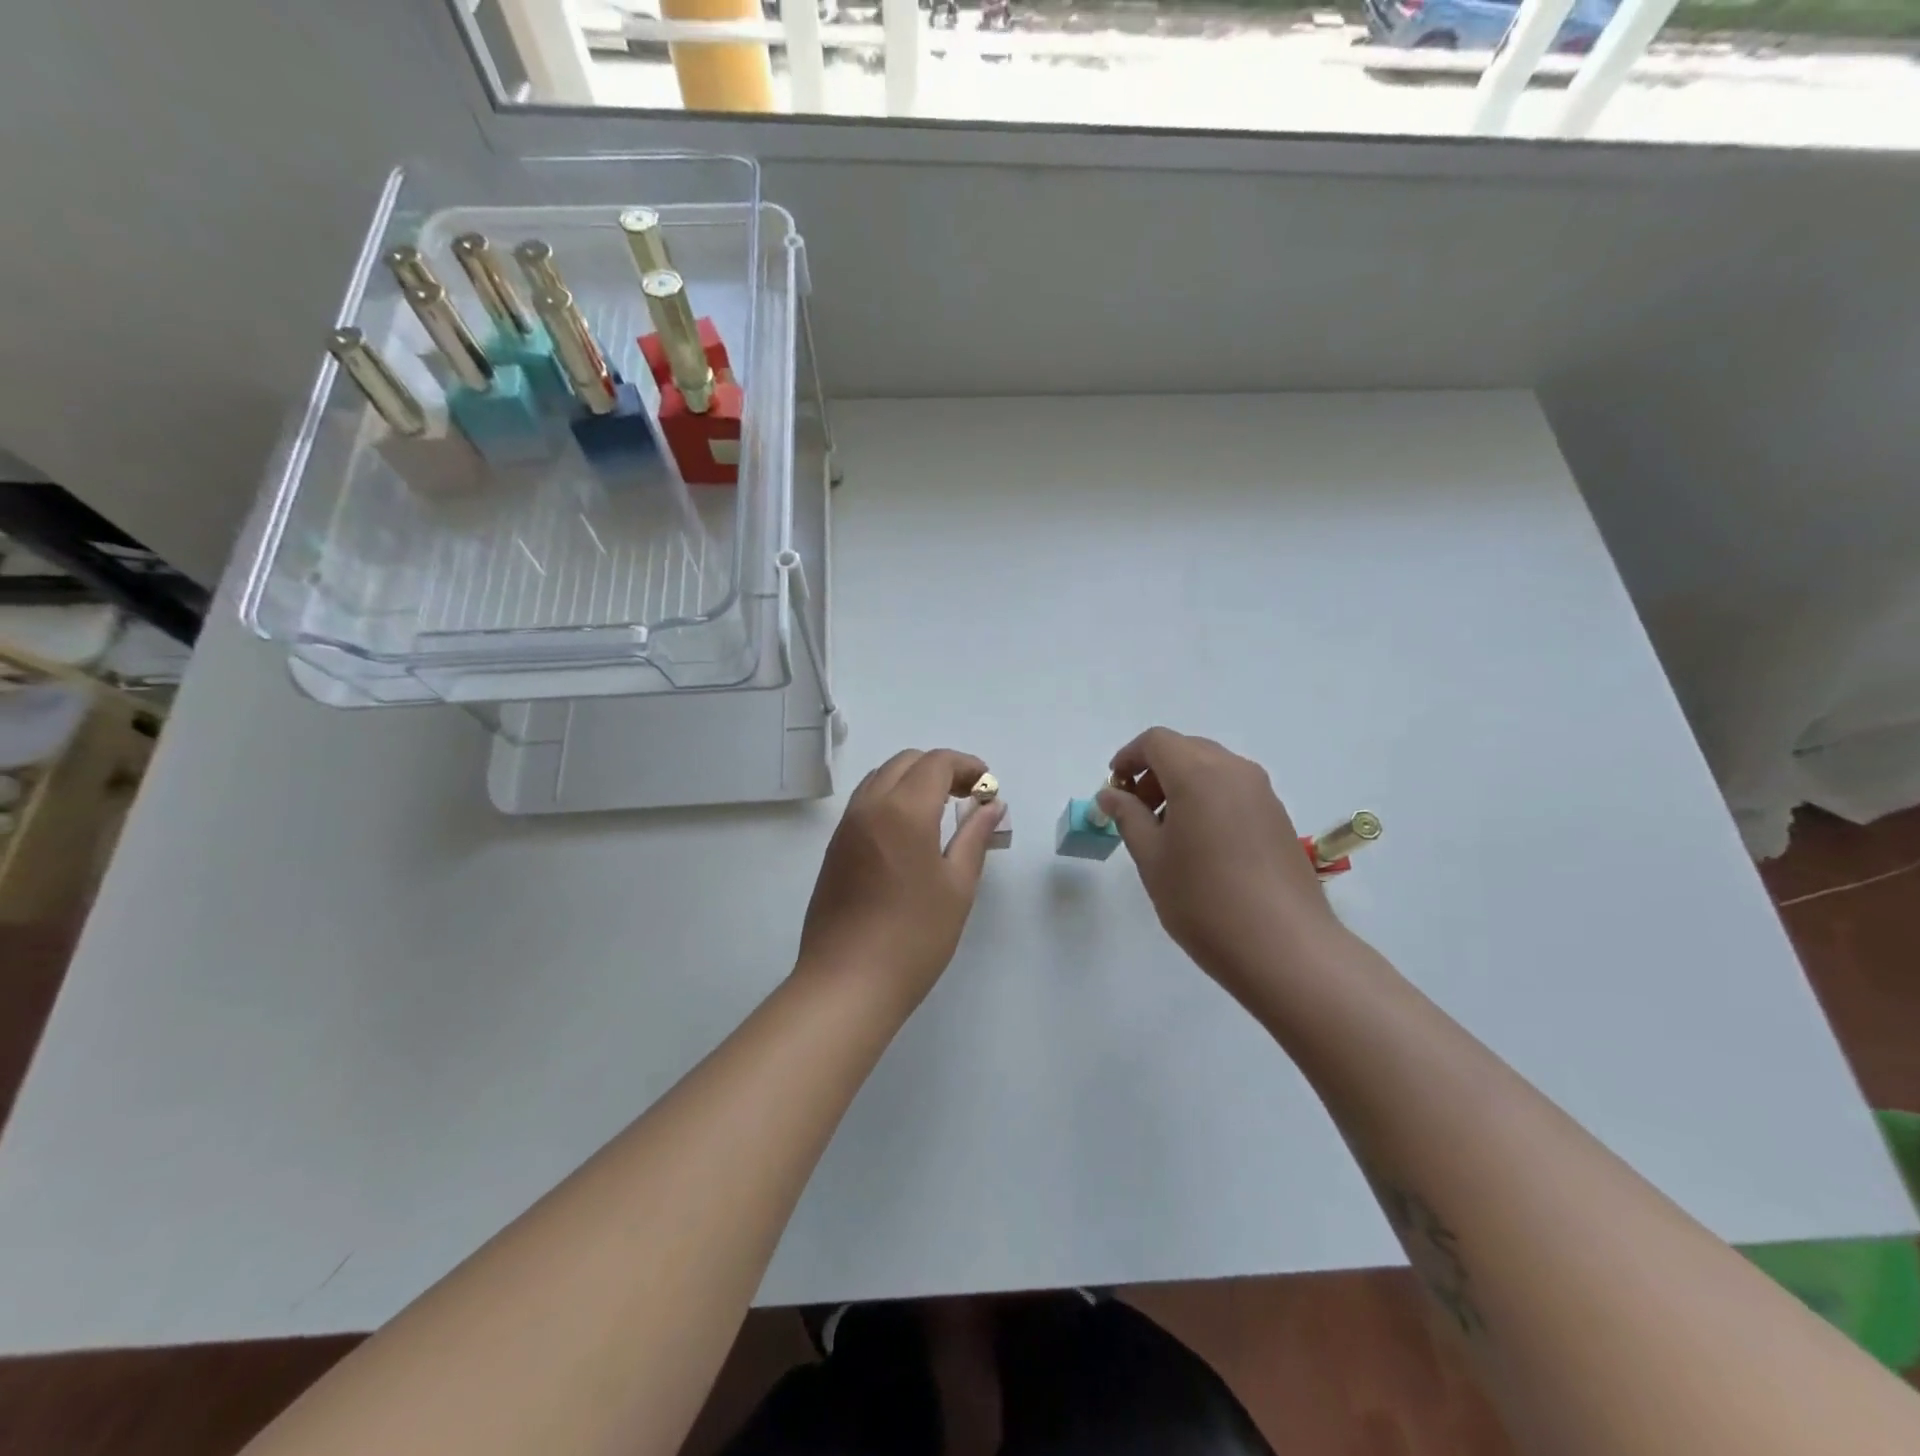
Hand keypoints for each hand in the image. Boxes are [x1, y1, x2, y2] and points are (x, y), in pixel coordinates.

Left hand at [796, 749, 1005, 1014]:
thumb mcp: (958, 886)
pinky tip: (909, 832)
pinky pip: (865, 802)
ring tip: (940, 811)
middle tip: (968, 797)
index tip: (988, 786)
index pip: (937, 763)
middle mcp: (870, 806)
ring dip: (913, 780)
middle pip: (906, 762)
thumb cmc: (914, 936)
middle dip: (940, 768)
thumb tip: (992, 805)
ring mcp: (846, 826)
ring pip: (881, 777)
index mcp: (904, 810)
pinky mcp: (834, 847)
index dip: (967, 765)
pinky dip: (891, 797)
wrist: (847, 982)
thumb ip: (975, 836)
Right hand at [1097, 727, 1345, 1001]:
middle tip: (1136, 812)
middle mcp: (1235, 771)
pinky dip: (1208, 799)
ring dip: (1182, 786)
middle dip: (1154, 772)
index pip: (1156, 742)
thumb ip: (1127, 816)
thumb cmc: (1204, 900)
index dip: (1129, 757)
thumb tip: (1110, 794)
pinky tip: (1201, 845)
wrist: (1285, 947)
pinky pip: (1234, 790)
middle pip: (1186, 750)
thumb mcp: (1152, 858)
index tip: (1114, 788)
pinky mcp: (1278, 817)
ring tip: (1167, 833)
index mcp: (1199, 774)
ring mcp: (1262, 793)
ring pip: (1212, 769)